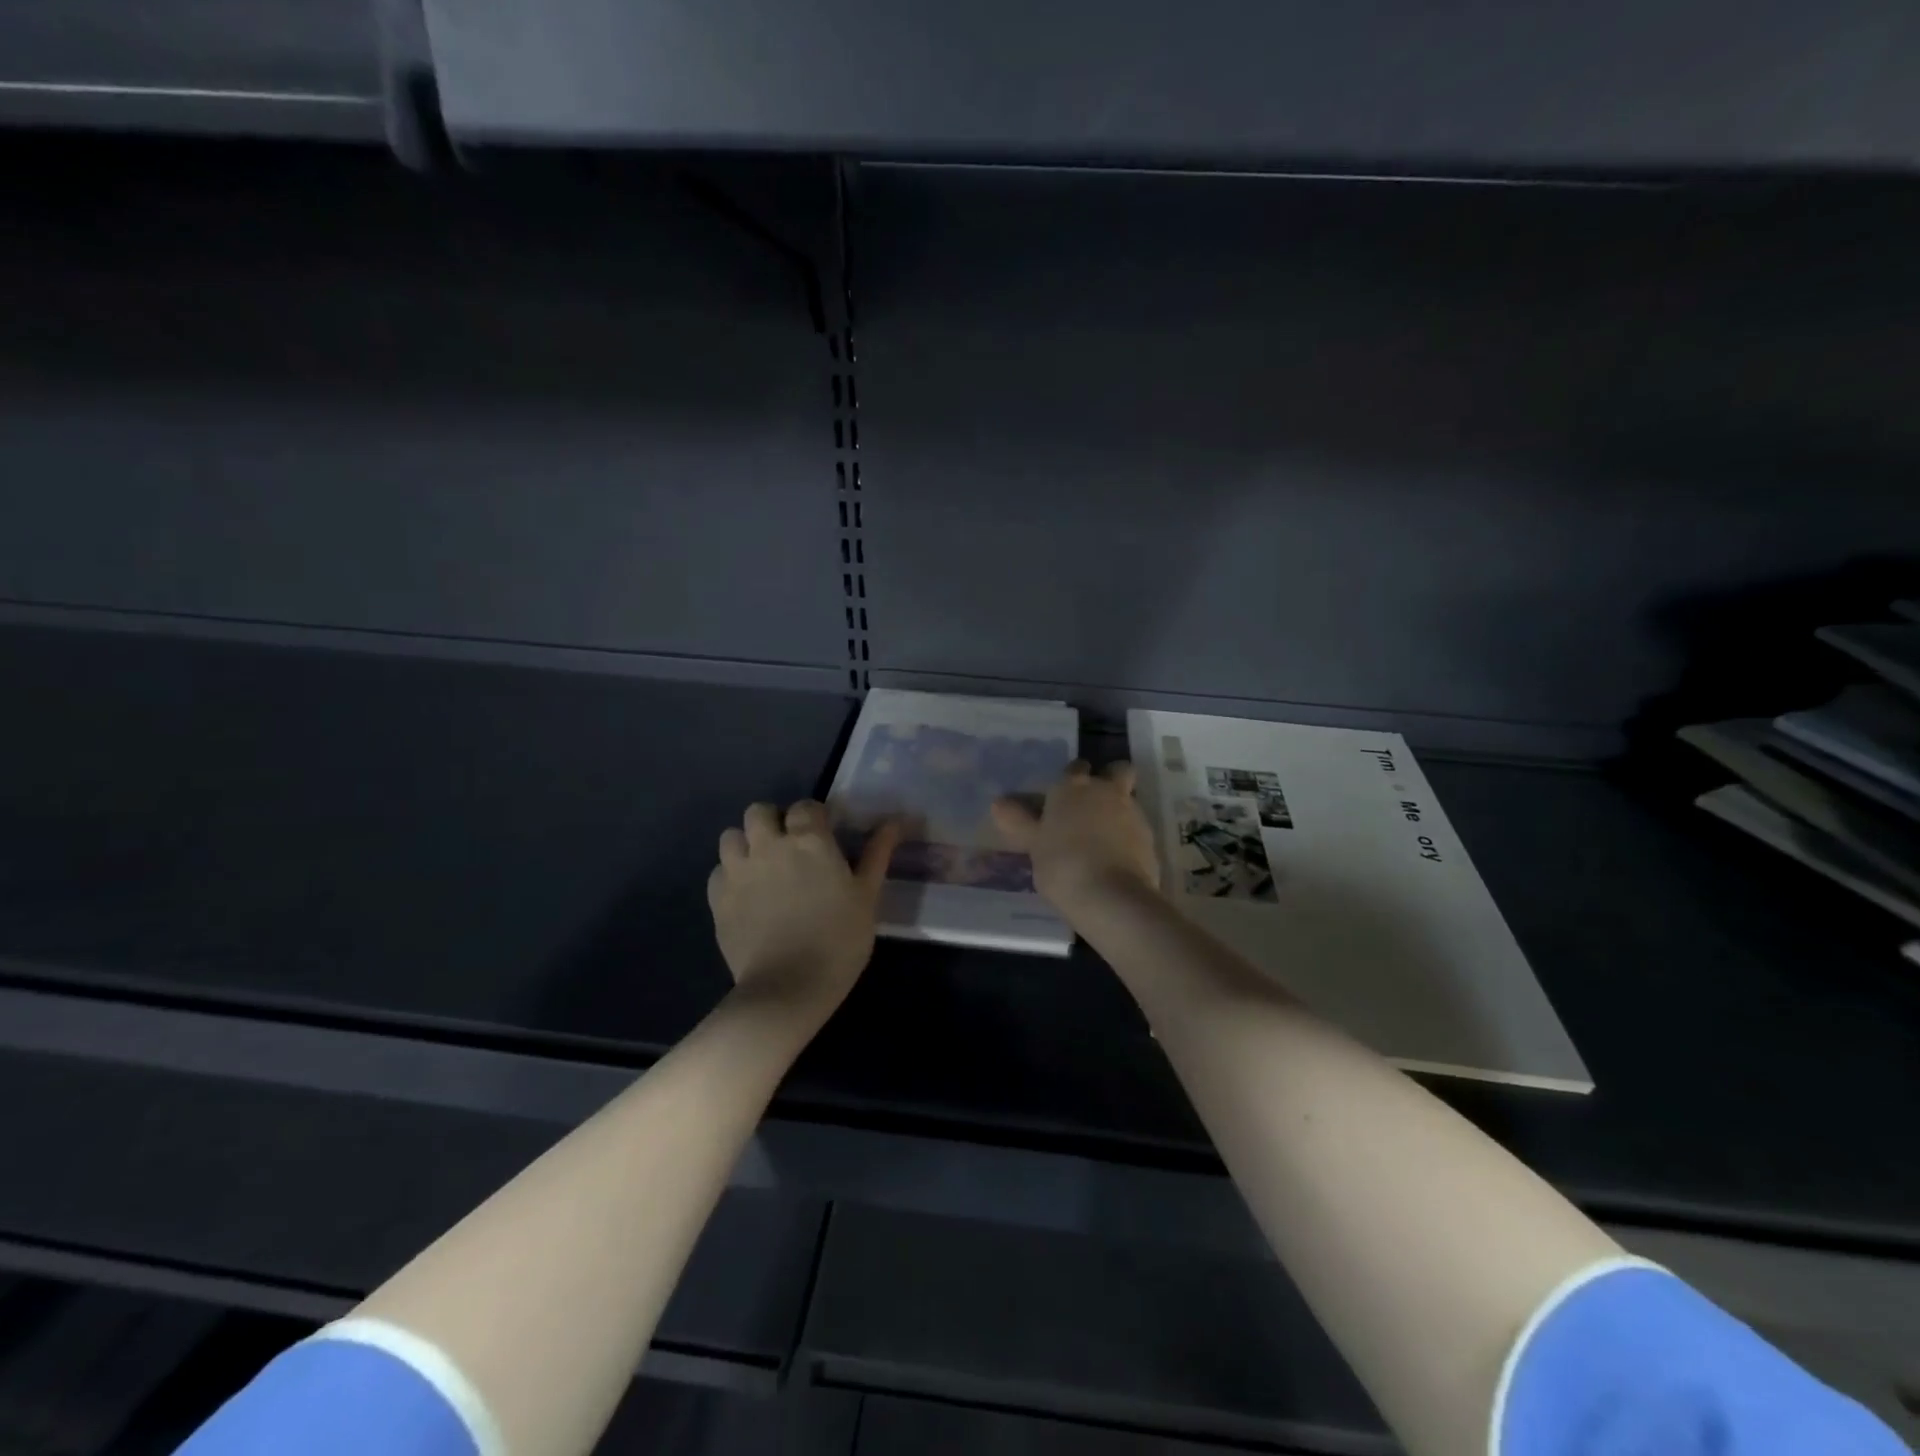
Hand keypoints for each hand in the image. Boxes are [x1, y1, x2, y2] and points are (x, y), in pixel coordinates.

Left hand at [707, 800, 898, 1015]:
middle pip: (759, 812)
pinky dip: (729, 875)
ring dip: (746, 844)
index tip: (824, 835)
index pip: (805, 807)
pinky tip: (745, 894)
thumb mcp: (867, 897)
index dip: (814, 817)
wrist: (788, 988)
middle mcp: (769, 845)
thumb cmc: (839, 940)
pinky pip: (718, 871)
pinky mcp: (717, 899)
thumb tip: (895, 821)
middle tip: (788, 846)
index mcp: (809, 840)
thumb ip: (877, 854)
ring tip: (762, 866)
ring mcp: (738, 871)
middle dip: (773, 821)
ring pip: (731, 836)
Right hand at [990, 760, 1159, 914]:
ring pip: (1129, 799)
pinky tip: (1116, 860)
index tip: (1064, 797)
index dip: (1071, 779)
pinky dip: (1129, 838)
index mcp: (1073, 787)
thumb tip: (998, 803)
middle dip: (1110, 779)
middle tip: (1094, 805)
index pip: (1075, 768)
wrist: (1111, 897)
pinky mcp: (1150, 839)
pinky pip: (1138, 829)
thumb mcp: (1033, 845)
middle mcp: (1106, 791)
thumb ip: (1019, 821)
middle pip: (1117, 771)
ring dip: (1119, 811)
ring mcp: (1132, 813)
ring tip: (1102, 841)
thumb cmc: (1062, 865)